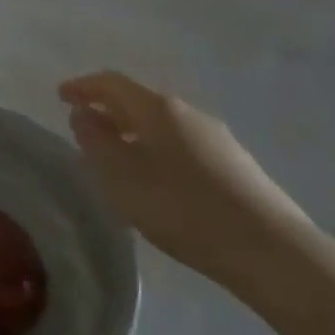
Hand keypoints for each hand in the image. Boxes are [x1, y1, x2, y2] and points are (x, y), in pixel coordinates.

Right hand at [61, 71, 315, 292]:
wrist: (273, 252)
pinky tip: (159, 179)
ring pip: (163, 123)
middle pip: (139, 100)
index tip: (61, 96)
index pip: (111, 82)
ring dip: (135, 132)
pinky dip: (159, 149)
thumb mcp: (122, 178)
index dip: (83, 86)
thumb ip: (95, 141)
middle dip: (110, 109)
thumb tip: (84, 114)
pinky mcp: (237, 165)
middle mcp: (188, 112)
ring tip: (120, 157)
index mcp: (157, 108)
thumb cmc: (183, 209)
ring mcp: (217, 137)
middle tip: (86, 127)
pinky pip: (184, 144)